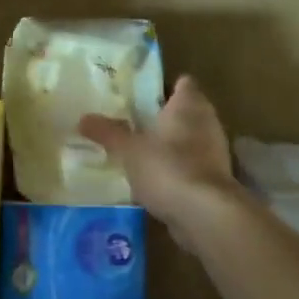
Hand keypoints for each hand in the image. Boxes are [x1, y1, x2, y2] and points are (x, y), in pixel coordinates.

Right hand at [80, 75, 236, 231]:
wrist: (205, 214)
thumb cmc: (167, 168)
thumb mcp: (129, 150)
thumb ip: (107, 133)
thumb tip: (83, 118)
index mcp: (189, 105)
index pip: (182, 84)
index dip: (164, 86)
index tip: (141, 94)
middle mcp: (207, 123)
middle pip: (187, 112)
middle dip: (164, 117)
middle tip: (133, 122)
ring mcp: (214, 152)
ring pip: (190, 140)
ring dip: (171, 145)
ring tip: (141, 152)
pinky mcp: (214, 180)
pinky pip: (192, 166)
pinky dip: (177, 170)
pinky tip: (155, 180)